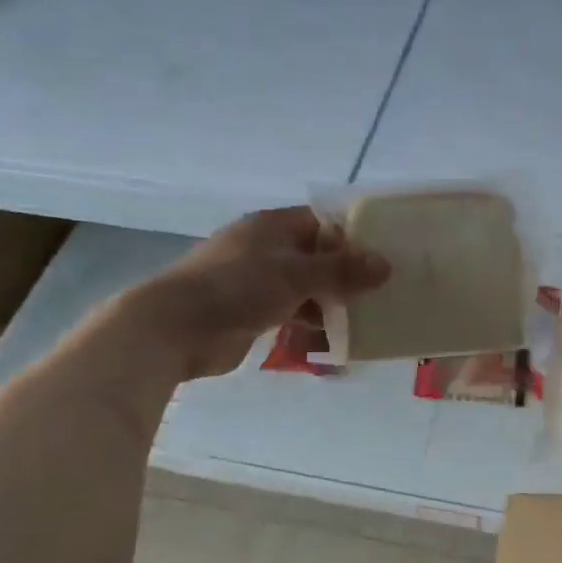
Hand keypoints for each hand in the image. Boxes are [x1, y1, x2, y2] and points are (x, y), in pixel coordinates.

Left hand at [137, 207, 388, 379]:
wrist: (175, 328)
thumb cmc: (237, 287)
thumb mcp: (296, 274)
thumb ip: (342, 270)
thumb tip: (386, 264)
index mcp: (273, 226)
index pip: (323, 221)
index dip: (354, 234)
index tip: (386, 252)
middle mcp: (266, 249)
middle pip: (317, 257)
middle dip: (349, 274)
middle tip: (385, 290)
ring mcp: (257, 282)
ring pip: (307, 288)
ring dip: (333, 303)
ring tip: (370, 318)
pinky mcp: (252, 313)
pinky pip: (293, 314)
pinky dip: (313, 325)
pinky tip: (338, 341)